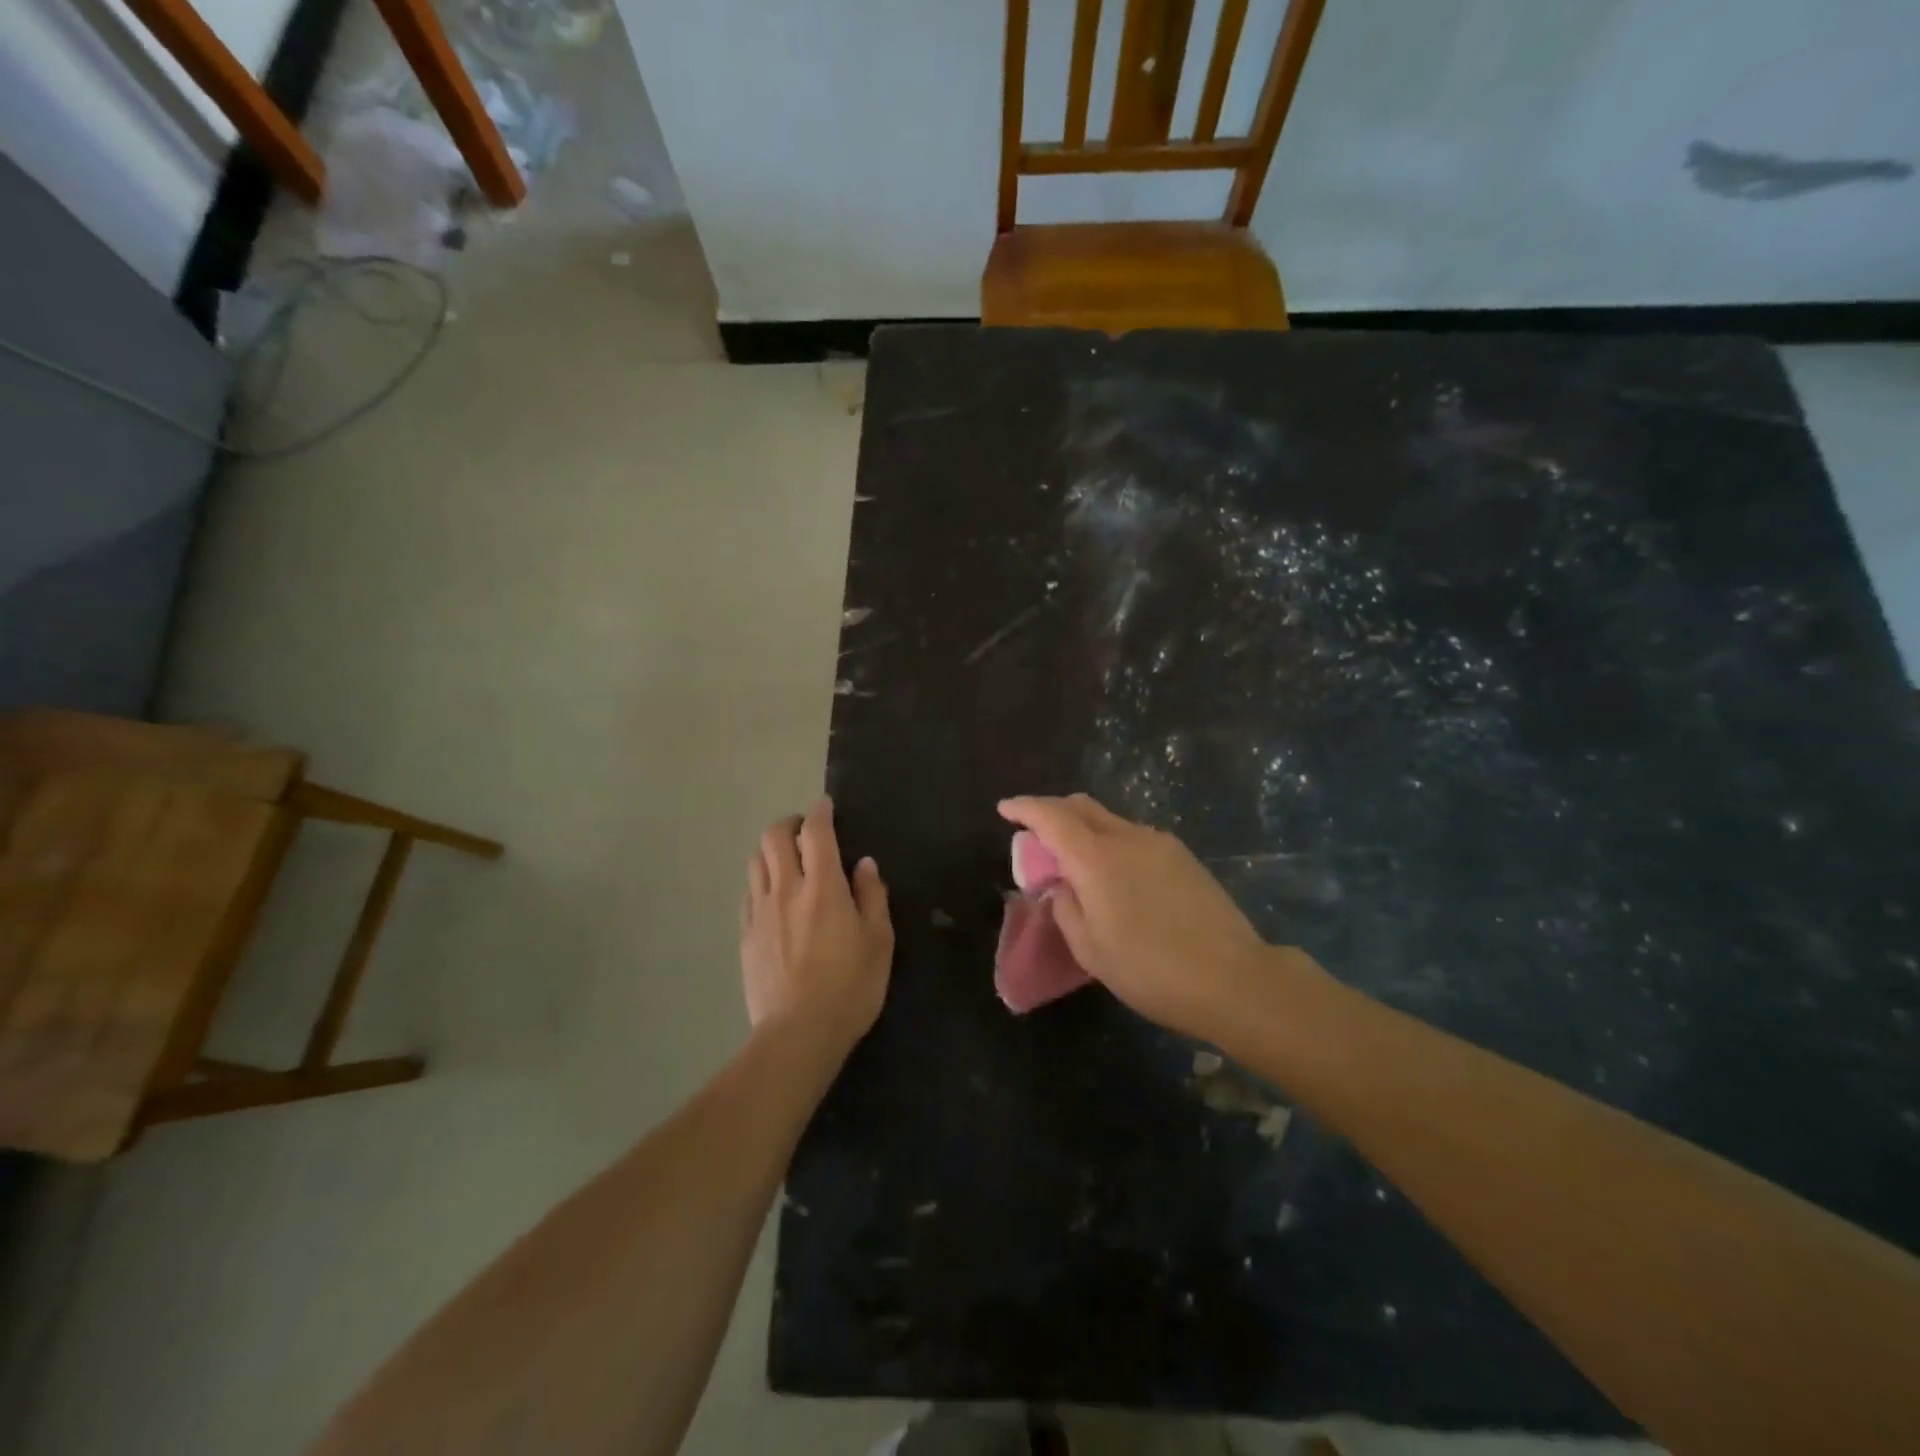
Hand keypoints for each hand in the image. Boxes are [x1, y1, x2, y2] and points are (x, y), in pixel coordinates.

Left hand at [741, 800, 893, 1052]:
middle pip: (773, 838)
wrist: (799, 1033)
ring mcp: (760, 912)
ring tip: (787, 862)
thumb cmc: (850, 987)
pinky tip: (773, 897)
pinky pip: (748, 894)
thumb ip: (872, 896)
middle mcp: (786, 890)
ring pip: (755, 862)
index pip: (816, 833)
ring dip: (771, 851)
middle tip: (804, 832)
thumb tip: (864, 864)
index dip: (820, 813)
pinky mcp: (745, 936)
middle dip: (789, 824)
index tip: (825, 806)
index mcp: (823, 887)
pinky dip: (761, 882)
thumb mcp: (879, 941)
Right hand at [997, 794, 1270, 1037]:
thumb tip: (1062, 886)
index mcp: (1097, 859)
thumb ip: (1066, 909)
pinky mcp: (1183, 856)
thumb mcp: (1091, 951)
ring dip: (1084, 828)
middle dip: (1053, 811)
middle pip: (1082, 806)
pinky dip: (1110, 842)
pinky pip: (1133, 836)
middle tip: (1036, 833)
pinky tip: (1114, 875)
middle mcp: (1127, 838)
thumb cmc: (1151, 971)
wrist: (1234, 979)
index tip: (1005, 808)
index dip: (1025, 808)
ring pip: (1110, 820)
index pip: (1052, 817)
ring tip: (1075, 862)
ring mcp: (1160, 843)